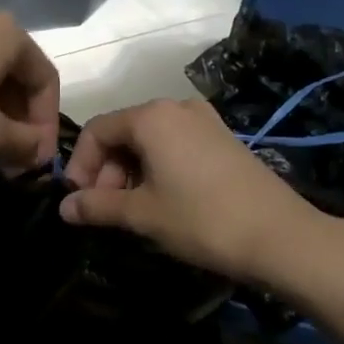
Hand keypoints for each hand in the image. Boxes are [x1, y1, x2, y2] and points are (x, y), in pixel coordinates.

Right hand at [59, 98, 343, 280]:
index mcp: (151, 117)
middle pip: (123, 133)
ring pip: (149, 140)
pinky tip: (162, 201)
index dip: (80, 165)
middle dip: (105, 171)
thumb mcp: (142, 214)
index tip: (77, 201)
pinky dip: (157, 168)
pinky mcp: (223, 139)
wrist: (280, 236)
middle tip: (105, 210)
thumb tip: (63, 207)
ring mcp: (204, 121)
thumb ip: (97, 206)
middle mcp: (177, 108)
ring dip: (130, 172)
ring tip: (132, 210)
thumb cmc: (201, 220)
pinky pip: (175, 145)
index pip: (97, 130)